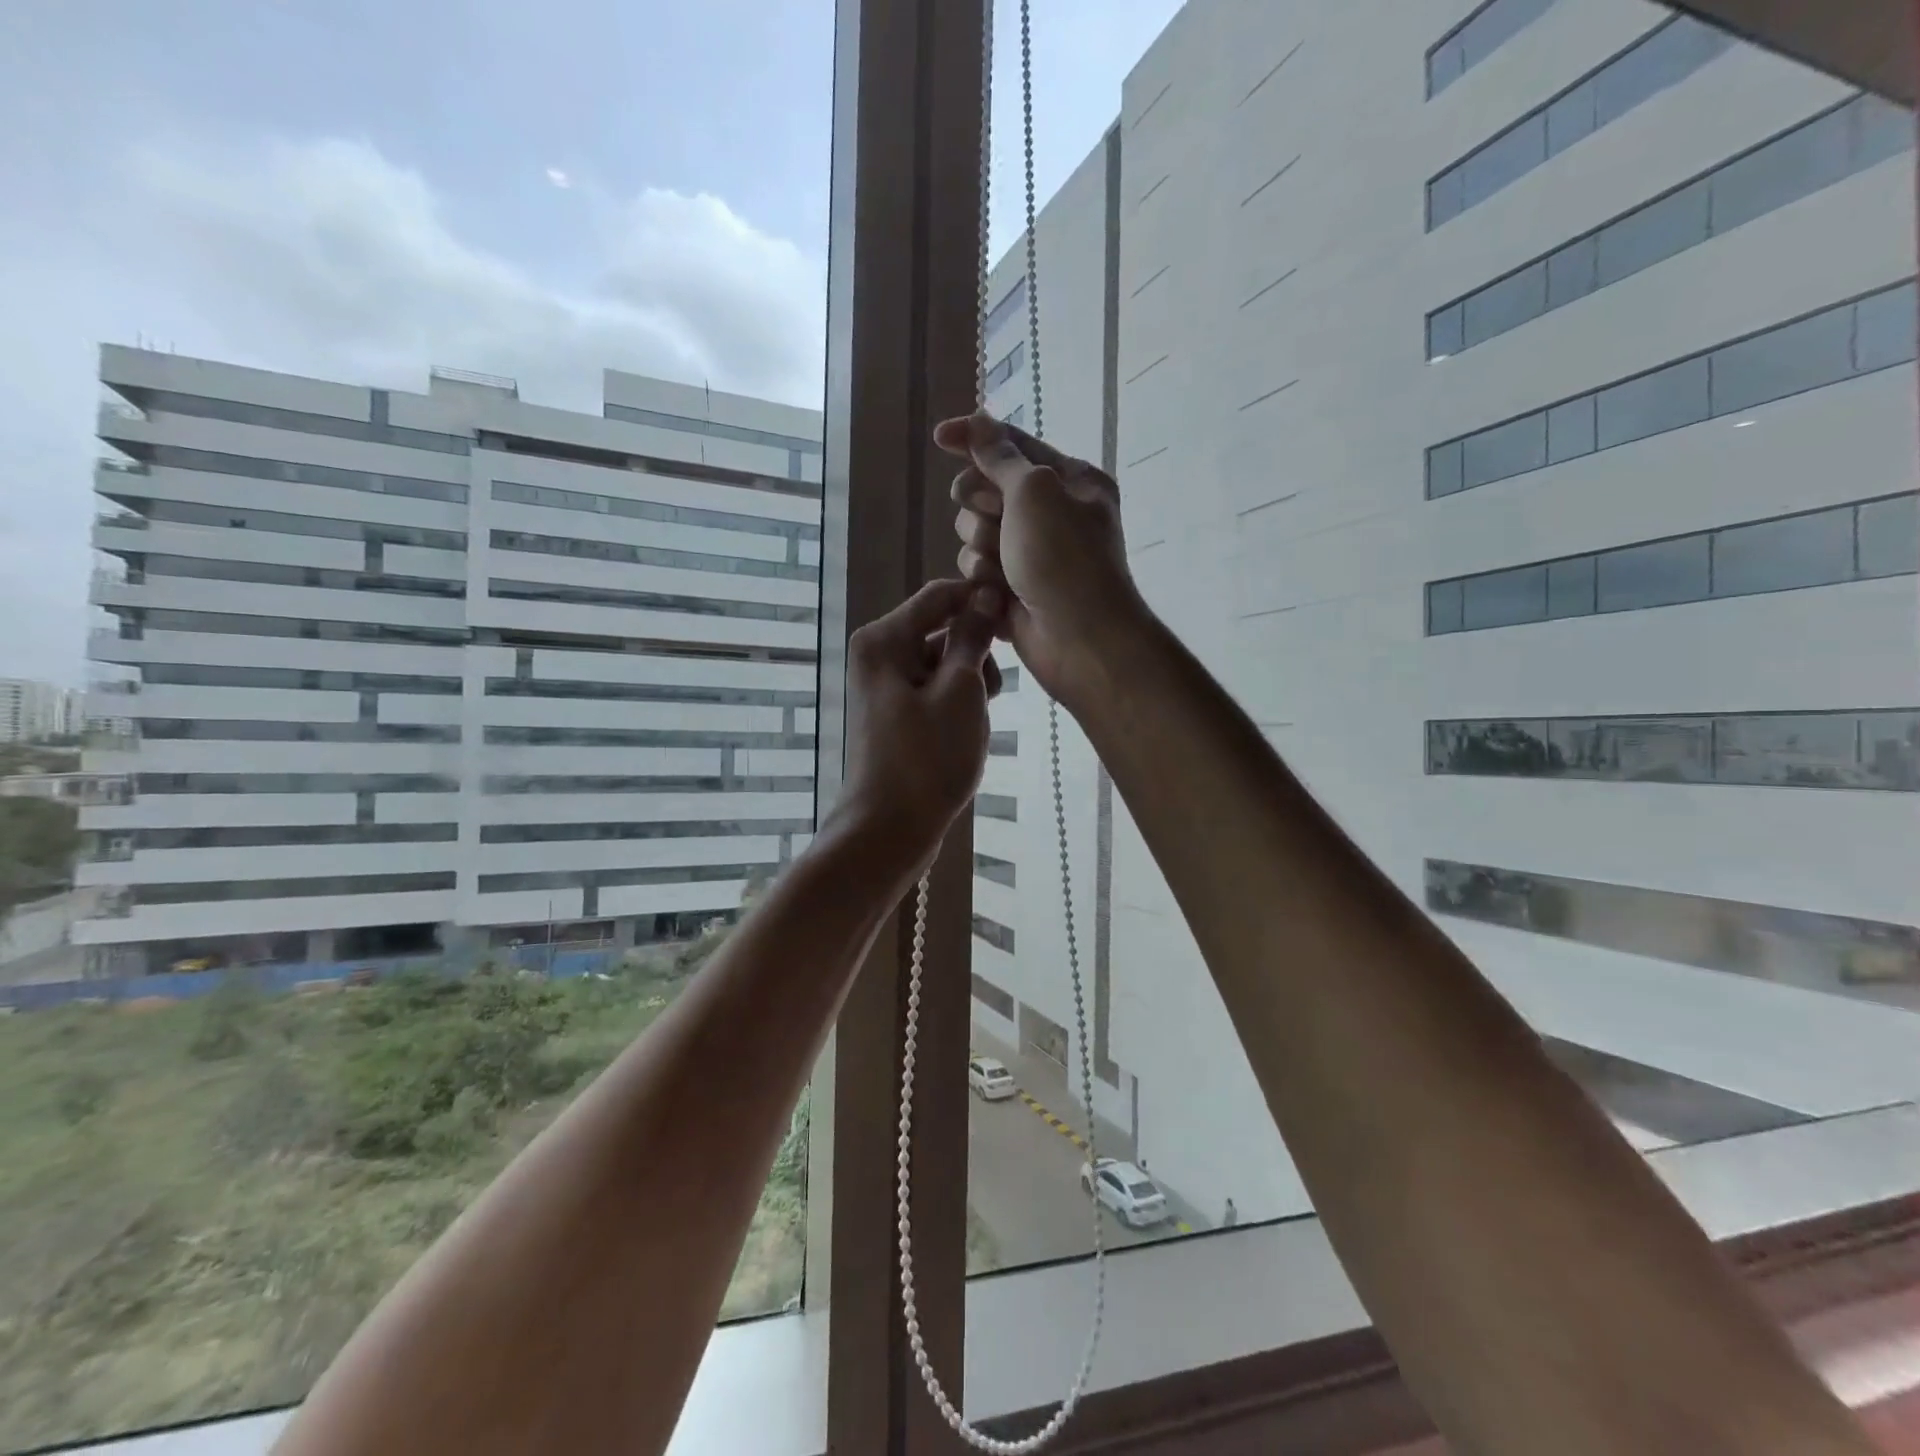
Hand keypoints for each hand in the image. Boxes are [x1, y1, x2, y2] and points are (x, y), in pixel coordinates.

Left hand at [831, 577, 1003, 869]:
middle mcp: (879, 655)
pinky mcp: (897, 715)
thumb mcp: (960, 692)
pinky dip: (957, 704)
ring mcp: (886, 687)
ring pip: (943, 663)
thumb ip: (972, 638)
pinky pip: (935, 691)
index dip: (981, 601)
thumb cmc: (927, 759)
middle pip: (942, 629)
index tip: (1018, 623)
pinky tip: (967, 733)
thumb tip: (987, 594)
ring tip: (978, 721)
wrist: (889, 831)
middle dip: (976, 653)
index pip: (940, 595)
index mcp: (884, 640)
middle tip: (992, 694)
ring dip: (971, 683)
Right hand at [934, 412, 1145, 708]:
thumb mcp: (1034, 492)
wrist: (1079, 640)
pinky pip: (977, 569)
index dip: (975, 438)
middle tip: (995, 519)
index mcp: (1069, 480)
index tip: (940, 437)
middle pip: (985, 489)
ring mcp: (1029, 553)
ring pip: (974, 532)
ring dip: (982, 548)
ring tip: (1004, 569)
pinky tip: (998, 596)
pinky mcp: (1011, 587)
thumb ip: (1000, 457)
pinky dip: (983, 579)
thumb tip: (978, 423)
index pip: (1013, 445)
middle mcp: (1050, 513)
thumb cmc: (1064, 558)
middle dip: (981, 506)